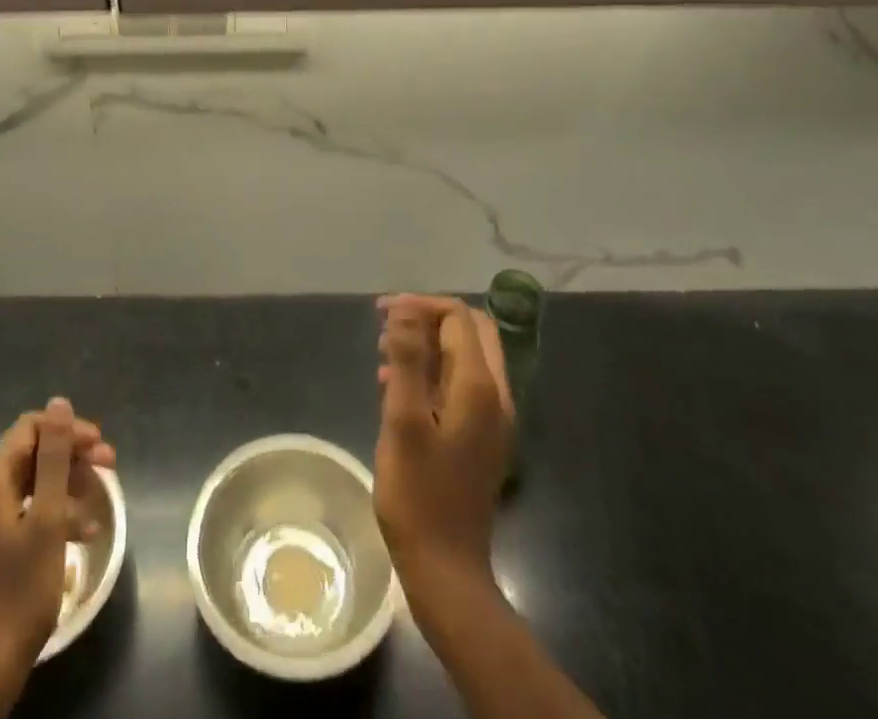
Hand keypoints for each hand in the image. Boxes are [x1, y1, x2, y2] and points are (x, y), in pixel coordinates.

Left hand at [0, 397, 116, 676]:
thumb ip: (54, 456)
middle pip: (33, 454)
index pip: (31, 428)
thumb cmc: (21, 587)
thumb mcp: (48, 517)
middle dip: (72, 458)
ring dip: (68, 487)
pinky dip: (54, 514)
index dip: (68, 431)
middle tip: (109, 468)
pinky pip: (26, 511)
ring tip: (100, 504)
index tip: (100, 447)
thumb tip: (59, 402)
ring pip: (33, 484)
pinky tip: (82, 533)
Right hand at [374, 295, 513, 614]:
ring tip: (384, 354)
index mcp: (479, 387)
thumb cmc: (418, 494)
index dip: (420, 305)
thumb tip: (405, 308)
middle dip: (428, 318)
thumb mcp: (403, 421)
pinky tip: (395, 387)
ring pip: (466, 356)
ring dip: (428, 343)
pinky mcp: (482, 437)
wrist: (446, 571)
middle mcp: (496, 395)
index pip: (458, 317)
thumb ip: (407, 359)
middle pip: (470, 330)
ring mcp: (493, 418)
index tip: (381, 313)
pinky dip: (432, 370)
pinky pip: (461, 383)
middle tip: (387, 326)